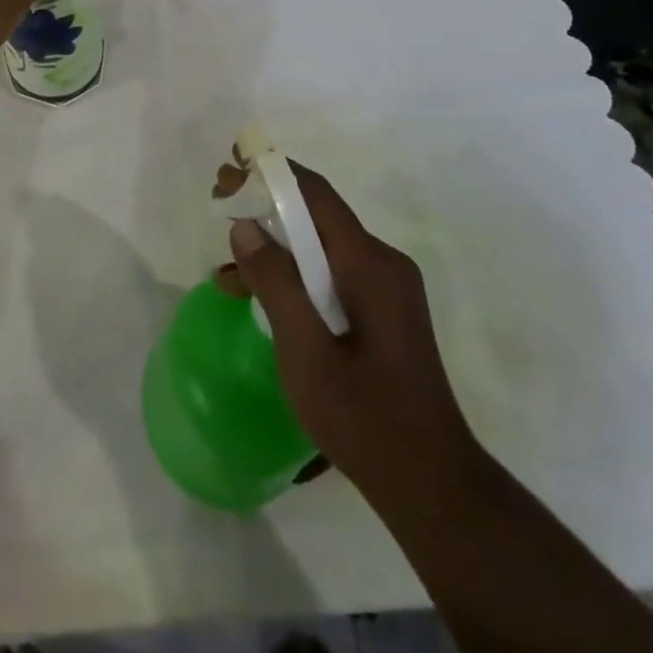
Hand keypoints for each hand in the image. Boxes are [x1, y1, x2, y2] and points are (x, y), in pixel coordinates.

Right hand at [215, 157, 479, 504]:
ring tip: (226, 268)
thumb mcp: (306, 351)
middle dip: (266, 206)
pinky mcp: (384, 312)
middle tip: (219, 202)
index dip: (270, 173)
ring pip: (321, 249)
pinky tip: (261, 299)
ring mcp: (387, 289)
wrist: (433, 485)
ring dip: (275, 249)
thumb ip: (275, 283)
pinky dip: (294, 277)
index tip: (230, 167)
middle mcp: (382, 263)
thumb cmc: (365, 418)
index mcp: (369, 264)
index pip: (315, 195)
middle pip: (317, 216)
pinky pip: (332, 275)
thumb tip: (244, 226)